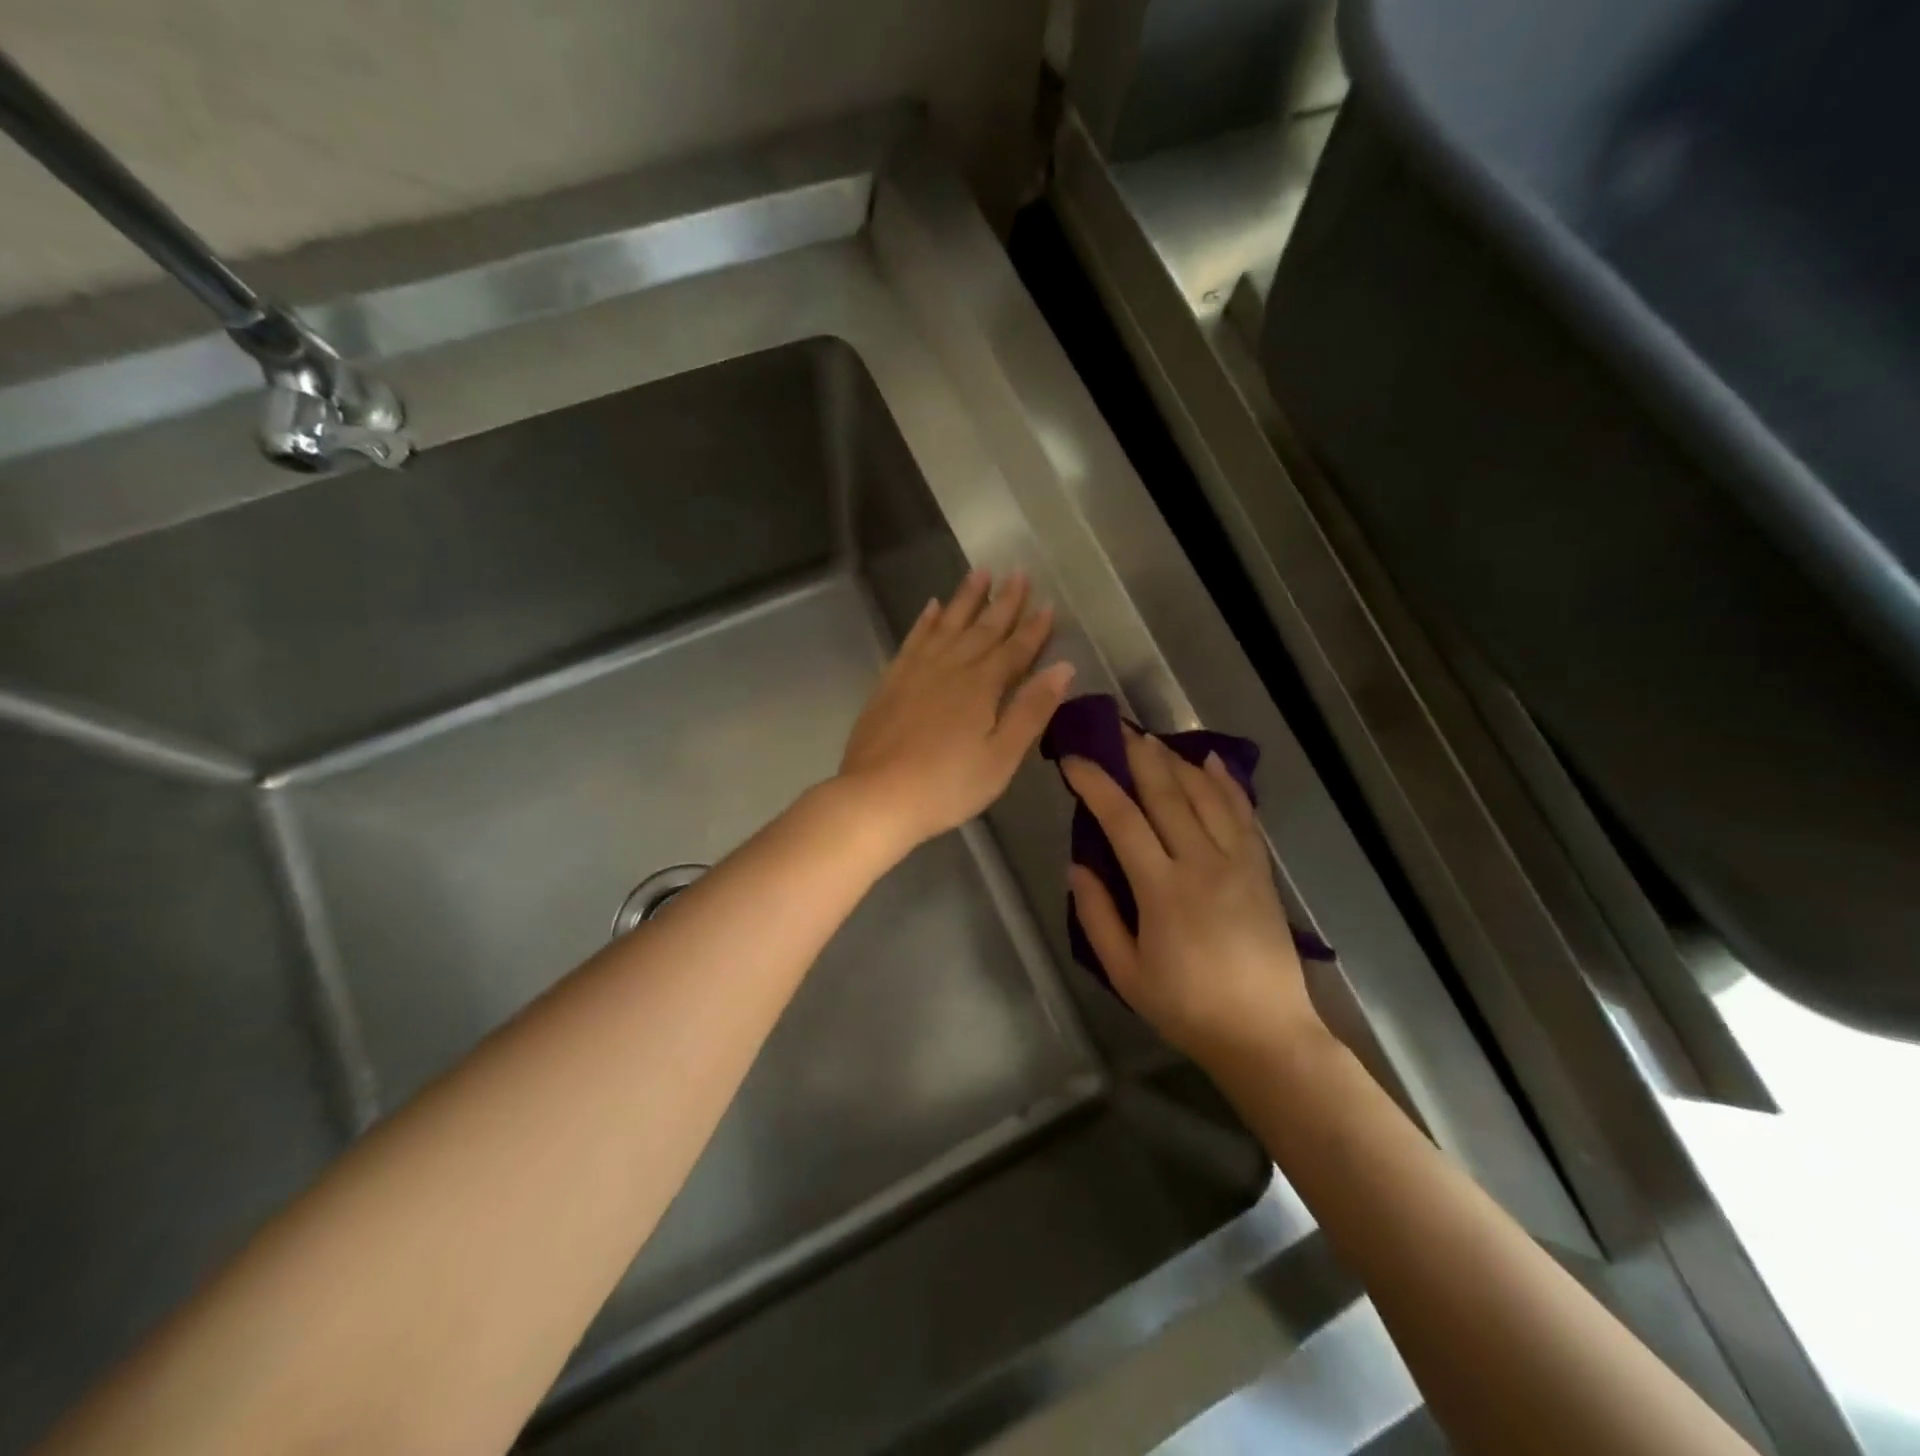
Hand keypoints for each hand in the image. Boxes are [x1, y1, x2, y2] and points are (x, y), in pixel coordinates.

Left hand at [839, 569, 1074, 852]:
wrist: (877, 796)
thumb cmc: (948, 785)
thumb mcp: (1001, 757)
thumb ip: (1031, 710)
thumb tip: (1063, 668)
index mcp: (982, 686)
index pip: (1015, 649)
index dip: (1034, 628)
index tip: (1048, 603)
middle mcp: (951, 668)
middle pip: (983, 628)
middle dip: (1003, 601)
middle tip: (1018, 572)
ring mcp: (917, 671)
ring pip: (947, 625)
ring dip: (965, 599)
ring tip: (980, 573)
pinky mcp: (891, 681)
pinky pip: (913, 639)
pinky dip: (925, 622)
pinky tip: (932, 608)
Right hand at [1062, 730, 1320, 1067]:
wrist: (1265, 1034)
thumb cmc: (1187, 1007)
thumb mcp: (1125, 973)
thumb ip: (1097, 916)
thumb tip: (1079, 865)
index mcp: (1163, 890)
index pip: (1122, 820)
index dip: (1096, 784)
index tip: (1073, 760)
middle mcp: (1202, 863)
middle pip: (1167, 794)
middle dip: (1137, 755)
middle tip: (1114, 726)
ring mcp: (1237, 863)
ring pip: (1205, 795)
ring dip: (1176, 760)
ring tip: (1152, 738)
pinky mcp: (1259, 870)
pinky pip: (1242, 814)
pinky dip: (1226, 783)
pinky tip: (1211, 760)